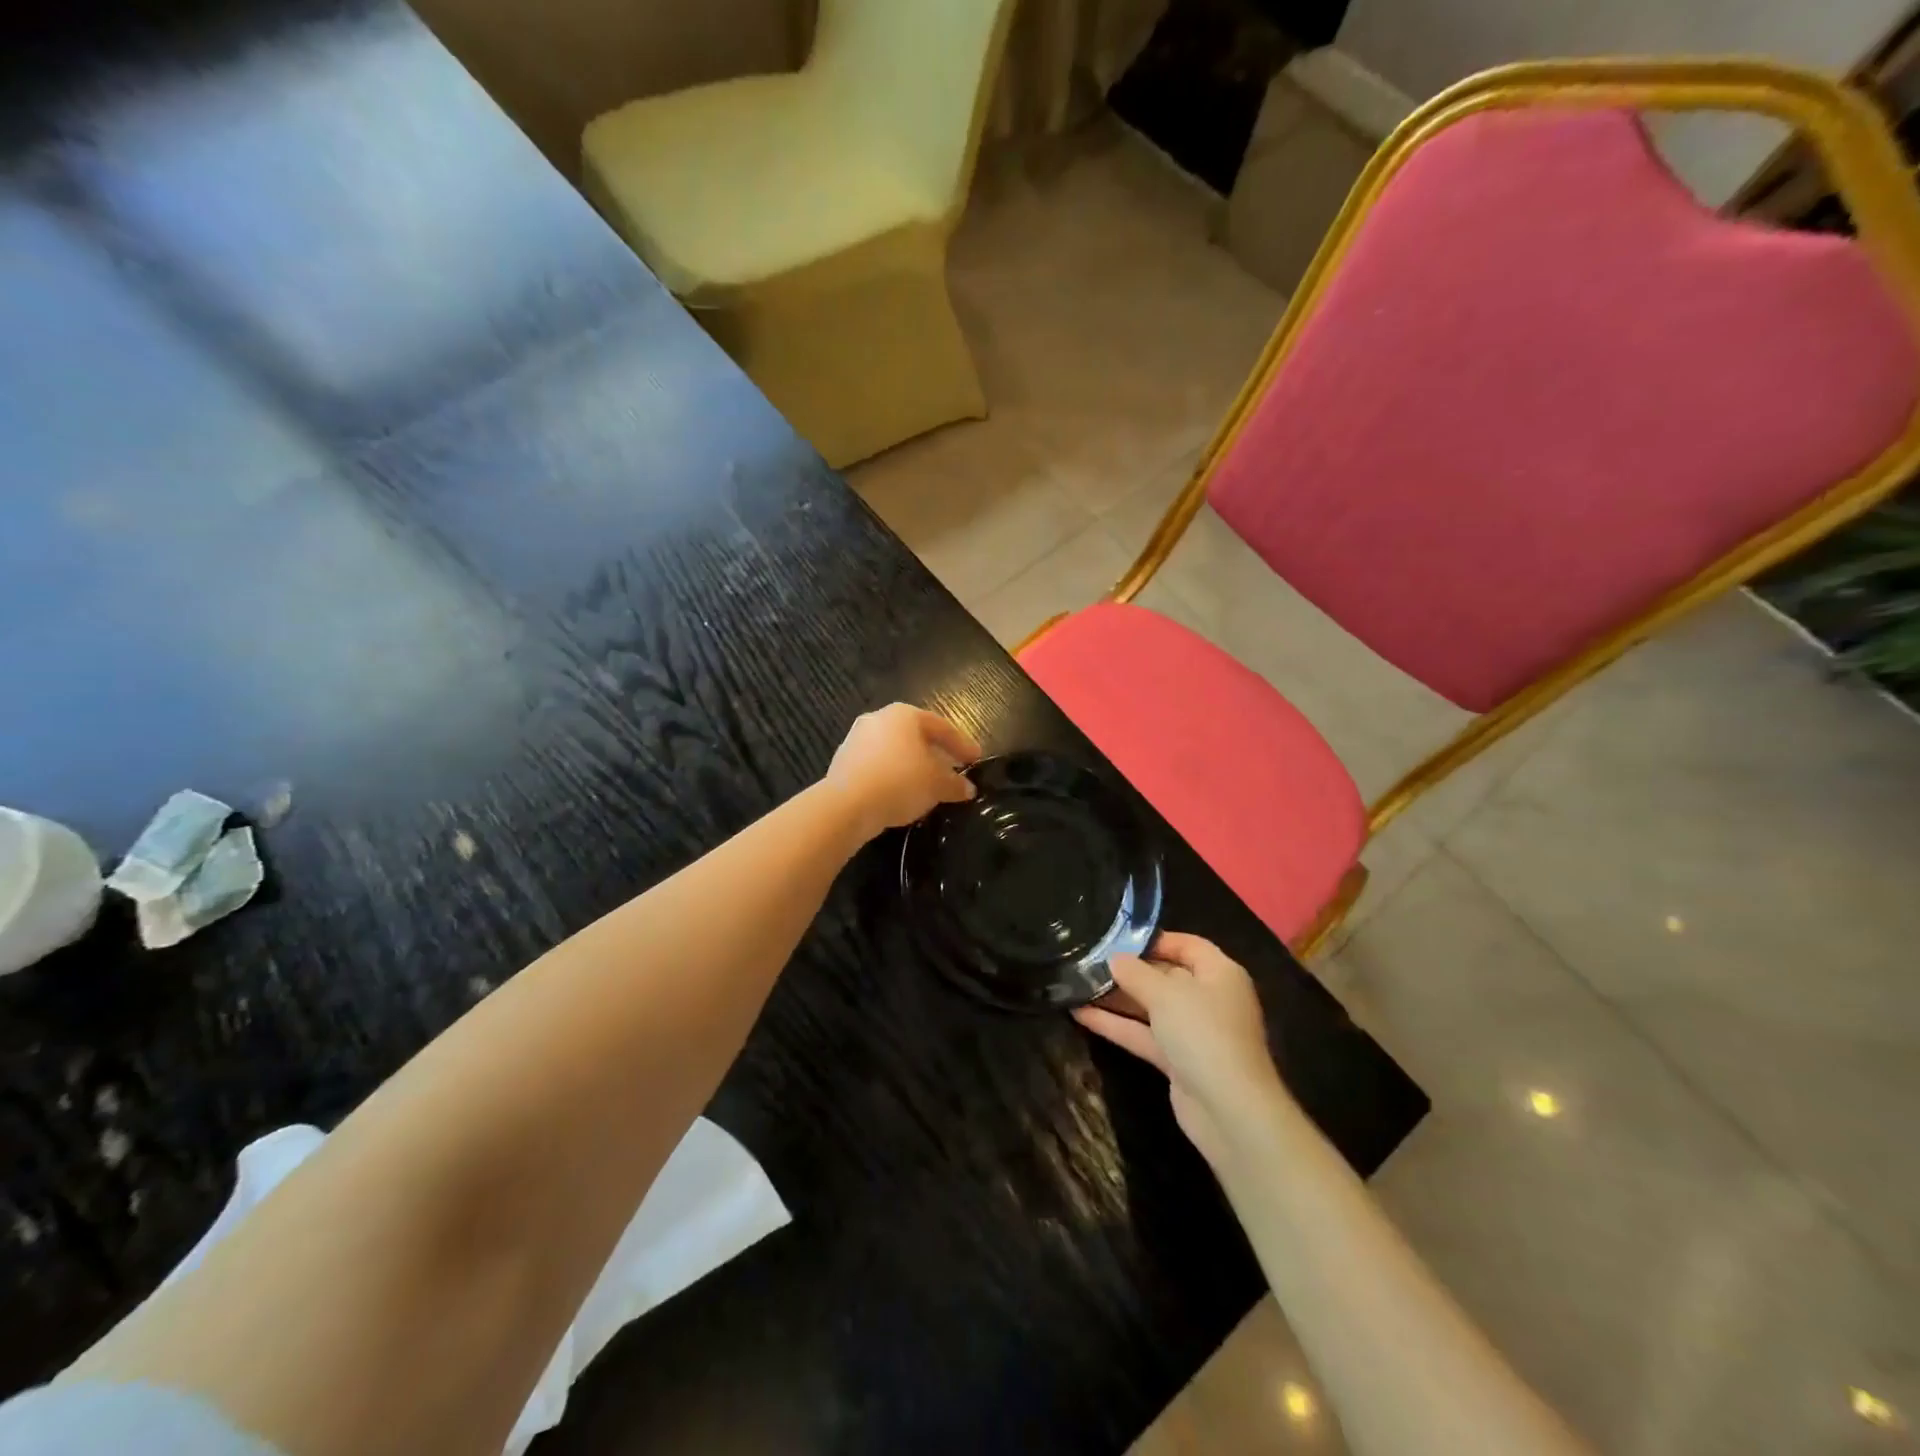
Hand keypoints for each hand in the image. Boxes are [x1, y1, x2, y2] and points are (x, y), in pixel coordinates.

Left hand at [825, 704, 980, 841]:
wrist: (847, 804)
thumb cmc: (901, 781)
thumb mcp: (937, 785)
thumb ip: (955, 784)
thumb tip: (968, 789)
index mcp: (905, 715)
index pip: (941, 727)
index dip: (962, 744)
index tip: (975, 759)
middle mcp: (879, 719)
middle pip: (915, 736)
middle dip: (935, 754)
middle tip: (952, 770)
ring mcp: (856, 739)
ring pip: (894, 750)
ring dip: (912, 766)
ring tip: (926, 785)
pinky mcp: (842, 761)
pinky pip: (877, 766)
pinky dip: (892, 776)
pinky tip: (900, 793)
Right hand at [1073, 932, 1286, 1166]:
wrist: (1229, 1111)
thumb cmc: (1203, 1033)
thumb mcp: (1166, 994)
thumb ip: (1135, 972)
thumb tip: (1114, 958)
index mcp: (1219, 973)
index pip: (1187, 945)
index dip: (1154, 939)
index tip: (1117, 937)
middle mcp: (1209, 999)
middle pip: (1166, 975)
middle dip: (1128, 969)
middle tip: (1087, 960)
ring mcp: (1193, 1032)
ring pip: (1150, 1007)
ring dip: (1117, 998)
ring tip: (1077, 984)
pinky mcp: (1178, 1061)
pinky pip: (1144, 1034)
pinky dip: (1116, 1025)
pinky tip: (1081, 1014)